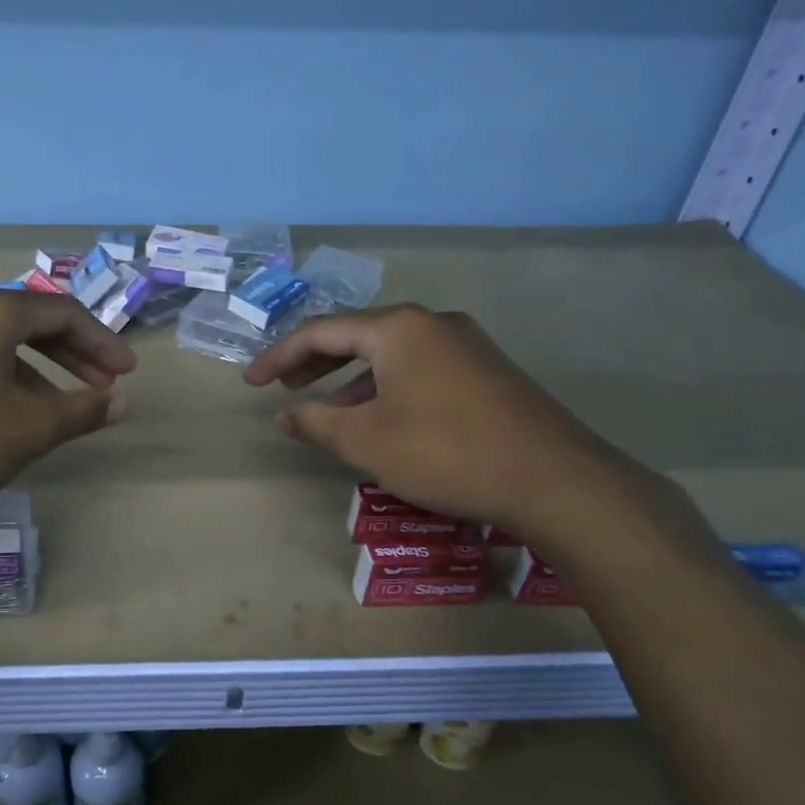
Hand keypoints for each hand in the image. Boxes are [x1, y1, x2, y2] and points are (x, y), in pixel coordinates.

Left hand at [0, 289, 135, 543]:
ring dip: (34, 370)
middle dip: (71, 355)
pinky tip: (3, 413)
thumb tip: (120, 403)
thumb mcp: (30, 429)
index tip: (127, 375)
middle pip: (26, 322)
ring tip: (56, 410)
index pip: (62, 313)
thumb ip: (82, 410)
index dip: (102, 343)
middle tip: (102, 388)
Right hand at [243, 304, 637, 538]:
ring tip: (325, 409)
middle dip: (315, 361)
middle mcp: (432, 324)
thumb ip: (316, 423)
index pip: (321, 332)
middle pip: (357, 335)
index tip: (250, 382)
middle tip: (283, 386)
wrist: (554, 480)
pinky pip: (418, 369)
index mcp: (398, 328)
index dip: (279, 356)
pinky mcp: (486, 372)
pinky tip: (380, 419)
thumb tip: (284, 415)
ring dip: (351, 379)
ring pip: (390, 354)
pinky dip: (386, 388)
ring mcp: (465, 345)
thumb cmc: (445, 452)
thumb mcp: (366, 441)